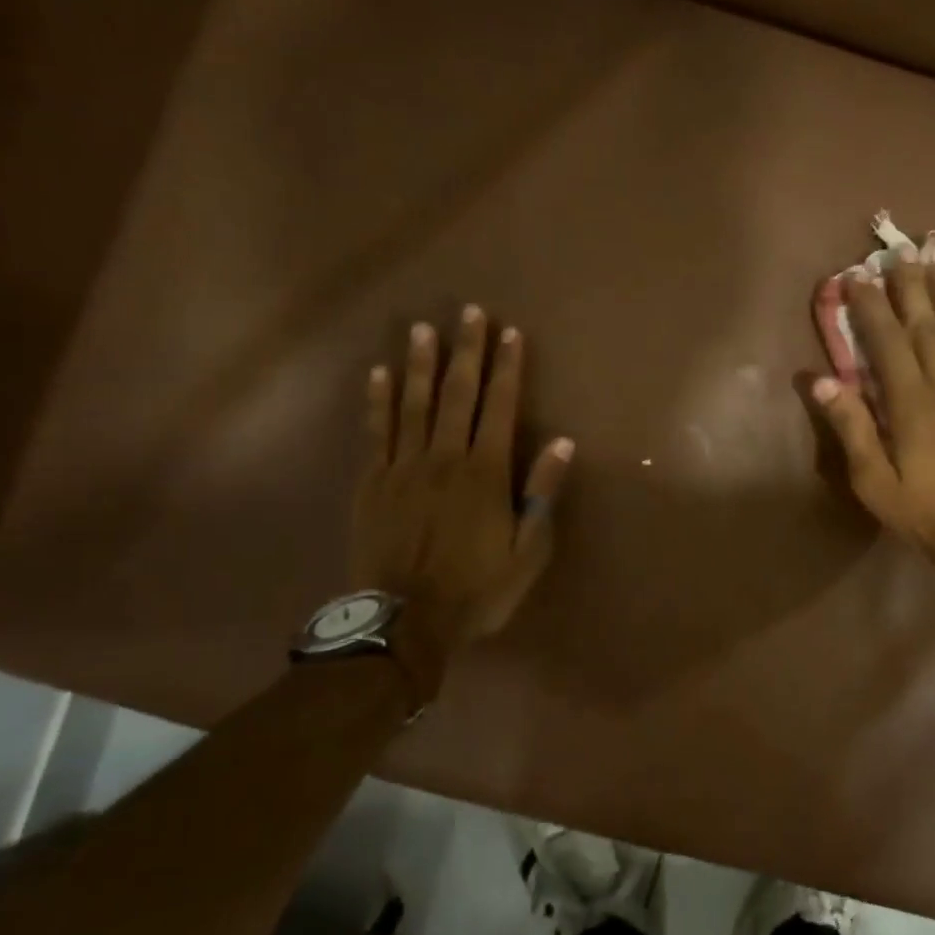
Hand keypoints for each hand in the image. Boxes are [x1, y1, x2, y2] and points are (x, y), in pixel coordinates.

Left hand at [351, 305, 573, 656]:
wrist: (405, 622)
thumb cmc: (477, 589)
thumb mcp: (528, 551)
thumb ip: (541, 494)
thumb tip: (562, 443)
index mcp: (485, 474)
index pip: (500, 408)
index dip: (507, 369)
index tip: (511, 334)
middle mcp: (444, 459)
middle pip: (457, 395)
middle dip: (466, 351)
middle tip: (469, 312)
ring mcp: (403, 468)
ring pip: (413, 404)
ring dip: (421, 364)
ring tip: (423, 328)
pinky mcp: (372, 483)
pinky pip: (376, 432)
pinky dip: (378, 401)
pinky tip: (379, 374)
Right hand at [812, 253, 934, 575]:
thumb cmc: (928, 513)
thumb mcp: (875, 482)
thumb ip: (851, 427)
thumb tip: (821, 379)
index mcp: (913, 403)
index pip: (887, 342)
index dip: (870, 307)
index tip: (856, 276)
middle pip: (928, 326)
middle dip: (912, 287)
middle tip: (902, 251)